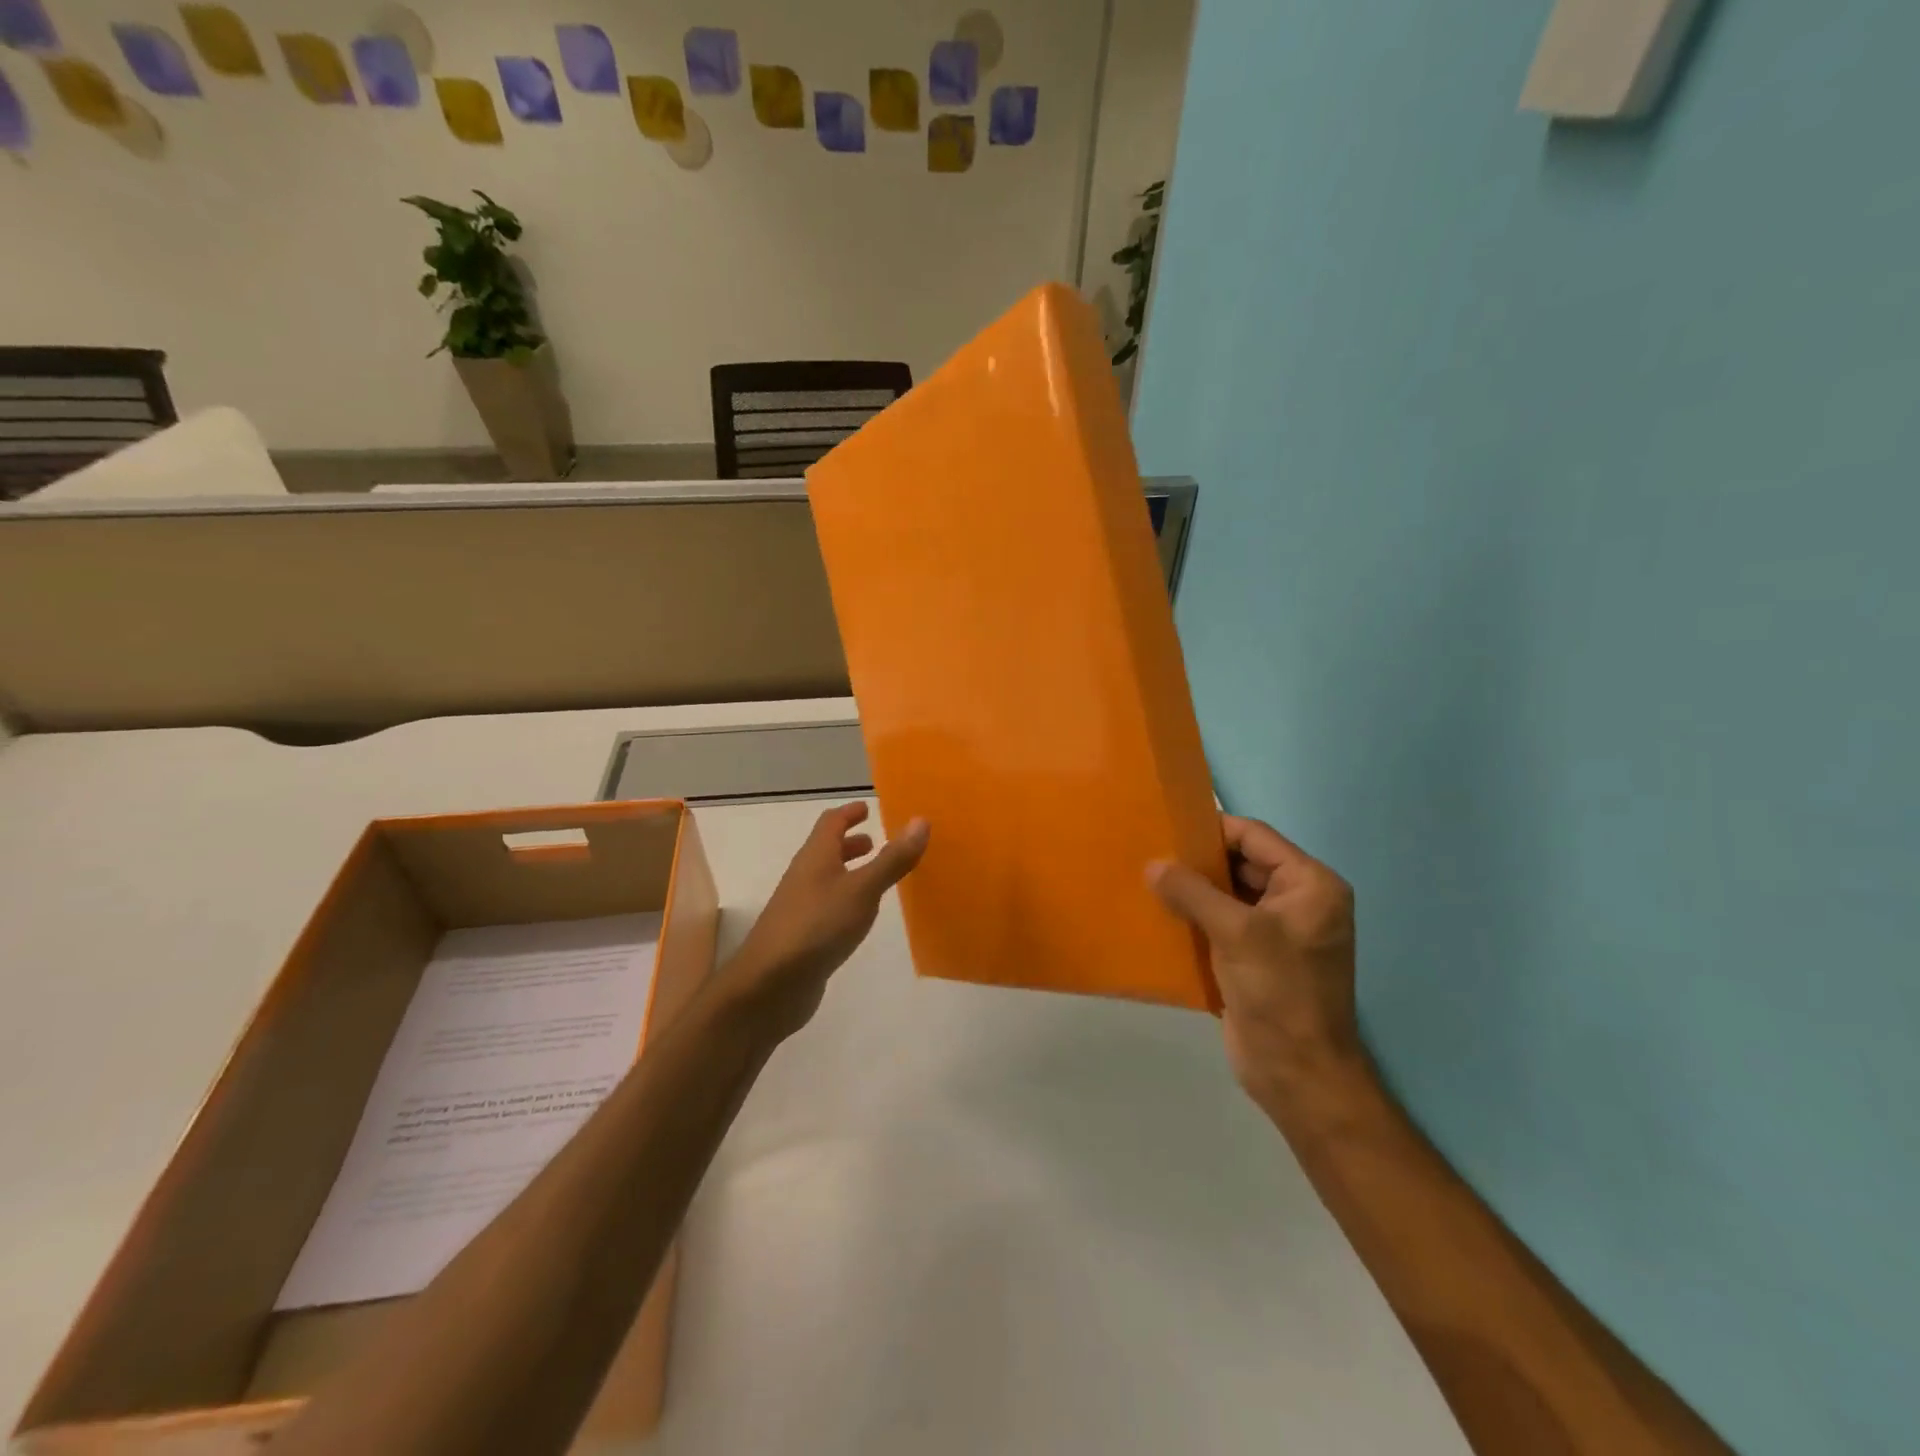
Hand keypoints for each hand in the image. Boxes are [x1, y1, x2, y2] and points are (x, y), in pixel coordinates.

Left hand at [720, 802, 928, 1041]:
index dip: (849, 813)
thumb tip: (920, 821)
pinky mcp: (803, 936)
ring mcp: (801, 908)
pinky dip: (847, 900)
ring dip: (849, 872)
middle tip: (876, 842)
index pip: (831, 823)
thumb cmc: (817, 926)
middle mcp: (804, 877)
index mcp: (815, 857)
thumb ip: (892, 859)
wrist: (770, 984)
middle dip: (850, 843)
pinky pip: (829, 906)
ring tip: (876, 878)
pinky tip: (860, 917)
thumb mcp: (862, 890)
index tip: (868, 808)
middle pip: (826, 850)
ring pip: (827, 879)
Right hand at [1149, 815, 1360, 1112]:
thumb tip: (1152, 864)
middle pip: (1240, 864)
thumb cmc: (1279, 991)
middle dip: (1197, 861)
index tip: (1167, 826)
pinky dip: (1194, 917)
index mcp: (1310, 884)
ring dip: (1192, 890)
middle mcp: (1297, 901)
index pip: (1255, 837)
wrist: (1297, 1072)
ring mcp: (1276, 931)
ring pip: (1227, 894)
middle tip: (1150, 853)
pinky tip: (1159, 915)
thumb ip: (1193, 892)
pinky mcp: (1255, 957)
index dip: (1212, 829)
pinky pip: (1221, 923)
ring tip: (1146, 879)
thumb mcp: (1236, 932)